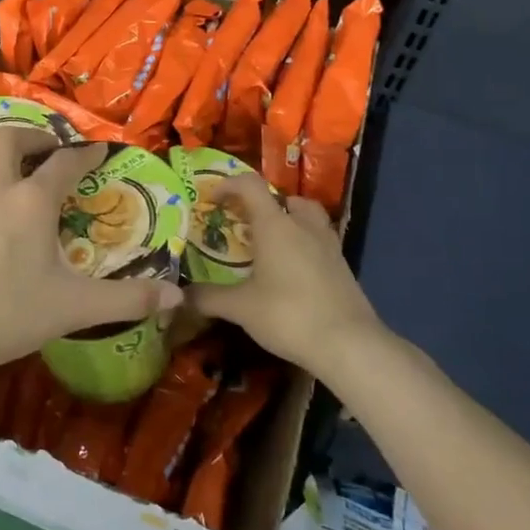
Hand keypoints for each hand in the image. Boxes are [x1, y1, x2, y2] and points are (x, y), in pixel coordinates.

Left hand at [0, 127, 182, 385]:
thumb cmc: (5, 314)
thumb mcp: (73, 308)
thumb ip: (127, 300)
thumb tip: (176, 295)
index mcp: (31, 200)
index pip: (65, 163)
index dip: (86, 154)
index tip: (99, 150)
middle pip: (12, 138)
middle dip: (35, 136)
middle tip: (51, 150)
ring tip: (14, 162)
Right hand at [187, 176, 390, 381]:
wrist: (349, 345)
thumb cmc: (289, 315)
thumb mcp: (241, 308)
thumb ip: (208, 298)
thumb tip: (180, 295)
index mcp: (275, 225)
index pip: (251, 186)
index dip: (229, 185)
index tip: (212, 199)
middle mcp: (303, 226)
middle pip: (286, 198)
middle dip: (265, 204)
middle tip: (246, 224)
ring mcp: (328, 245)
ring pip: (308, 218)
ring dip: (289, 222)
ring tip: (271, 245)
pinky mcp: (342, 267)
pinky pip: (320, 241)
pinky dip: (304, 245)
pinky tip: (292, 272)